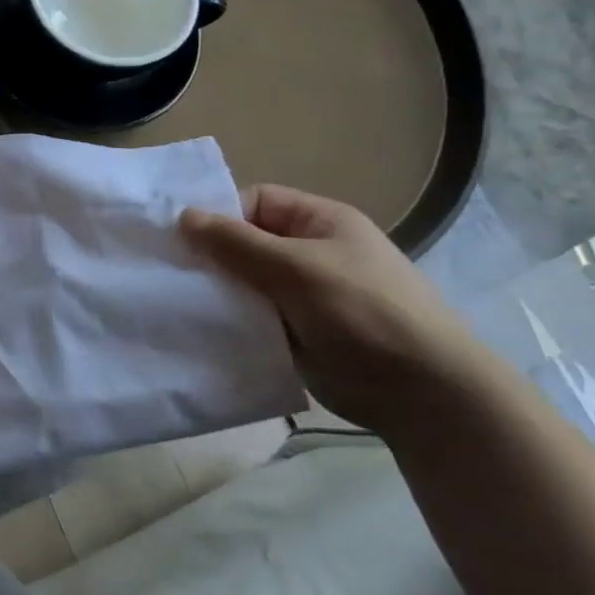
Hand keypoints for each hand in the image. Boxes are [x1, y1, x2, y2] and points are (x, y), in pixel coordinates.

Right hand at [179, 185, 491, 434]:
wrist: (422, 393)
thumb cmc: (364, 312)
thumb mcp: (296, 267)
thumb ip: (236, 242)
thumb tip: (183, 215)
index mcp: (320, 222)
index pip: (254, 201)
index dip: (220, 215)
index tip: (185, 240)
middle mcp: (309, 252)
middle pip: (244, 241)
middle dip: (210, 255)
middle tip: (172, 272)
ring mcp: (302, 293)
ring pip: (243, 280)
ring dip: (216, 290)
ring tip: (179, 300)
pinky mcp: (293, 330)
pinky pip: (250, 314)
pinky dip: (228, 318)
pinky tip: (201, 325)